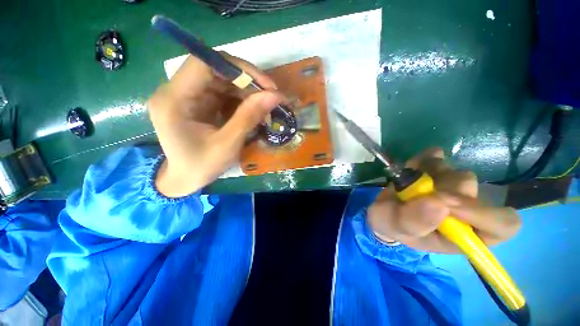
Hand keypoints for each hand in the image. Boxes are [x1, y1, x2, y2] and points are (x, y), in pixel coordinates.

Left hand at [147, 53, 283, 196]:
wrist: (184, 179)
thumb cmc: (201, 166)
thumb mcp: (228, 145)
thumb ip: (249, 117)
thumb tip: (275, 95)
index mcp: (174, 100)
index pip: (204, 64)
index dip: (238, 68)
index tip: (265, 85)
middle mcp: (176, 90)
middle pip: (215, 69)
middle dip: (247, 81)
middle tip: (271, 95)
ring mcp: (188, 95)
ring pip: (222, 80)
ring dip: (247, 91)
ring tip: (266, 106)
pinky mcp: (198, 102)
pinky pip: (223, 92)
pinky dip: (242, 99)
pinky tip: (254, 110)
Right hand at [367, 148, 520, 252]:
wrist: (382, 209)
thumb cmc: (392, 224)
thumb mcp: (397, 228)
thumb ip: (414, 221)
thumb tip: (439, 203)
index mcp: (464, 234)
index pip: (502, 225)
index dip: (483, 213)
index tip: (448, 204)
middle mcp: (466, 210)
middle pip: (475, 191)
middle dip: (442, 189)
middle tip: (417, 191)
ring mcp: (453, 187)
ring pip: (457, 172)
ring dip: (430, 174)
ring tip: (410, 183)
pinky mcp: (438, 170)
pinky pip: (438, 157)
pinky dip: (424, 159)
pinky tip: (412, 167)